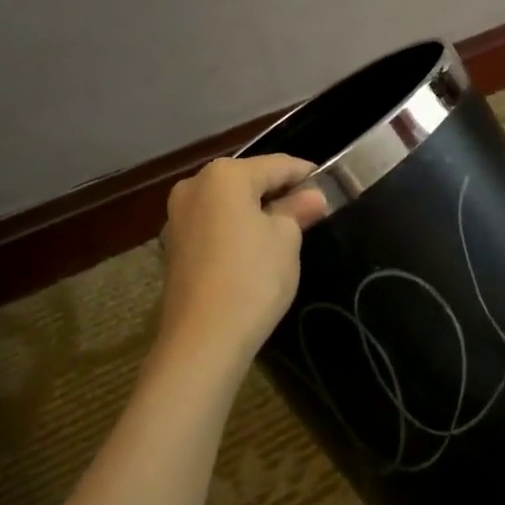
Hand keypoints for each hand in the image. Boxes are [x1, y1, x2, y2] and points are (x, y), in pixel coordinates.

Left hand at [155, 155, 328, 374]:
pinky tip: (255, 250)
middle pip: (249, 180)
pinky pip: (214, 224)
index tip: (330, 187)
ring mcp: (178, 216)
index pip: (277, 165)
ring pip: (229, 202)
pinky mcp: (175, 245)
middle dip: (279, 193)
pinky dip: (236, 229)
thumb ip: (297, 210)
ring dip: (256, 211)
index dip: (306, 174)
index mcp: (224, 175)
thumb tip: (313, 197)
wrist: (203, 340)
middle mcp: (195, 186)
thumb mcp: (286, 239)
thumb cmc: (252, 278)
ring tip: (287, 232)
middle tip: (311, 212)